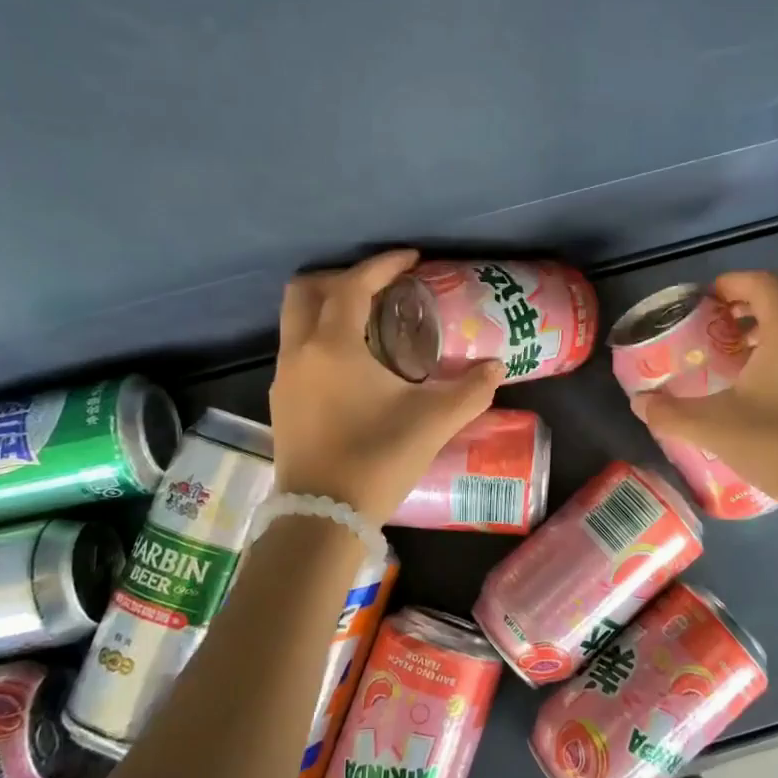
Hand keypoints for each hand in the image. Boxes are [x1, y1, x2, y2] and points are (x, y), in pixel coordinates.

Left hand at [269, 250, 504, 520]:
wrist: (323, 517)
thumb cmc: (378, 459)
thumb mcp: (434, 421)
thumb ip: (471, 389)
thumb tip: (496, 366)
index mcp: (334, 345)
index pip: (354, 285)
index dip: (384, 264)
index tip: (412, 260)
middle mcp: (300, 351)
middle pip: (306, 290)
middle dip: (343, 277)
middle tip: (381, 287)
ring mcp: (285, 377)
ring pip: (295, 319)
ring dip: (328, 307)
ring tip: (369, 322)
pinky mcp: (281, 402)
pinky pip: (296, 349)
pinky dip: (320, 337)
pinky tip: (352, 364)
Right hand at [629, 271, 777, 520]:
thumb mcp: (715, 427)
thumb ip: (670, 413)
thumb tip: (639, 403)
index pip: (760, 282)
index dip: (730, 283)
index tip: (705, 300)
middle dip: (748, 305)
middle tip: (717, 327)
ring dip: (773, 328)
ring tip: (742, 355)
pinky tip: (773, 387)